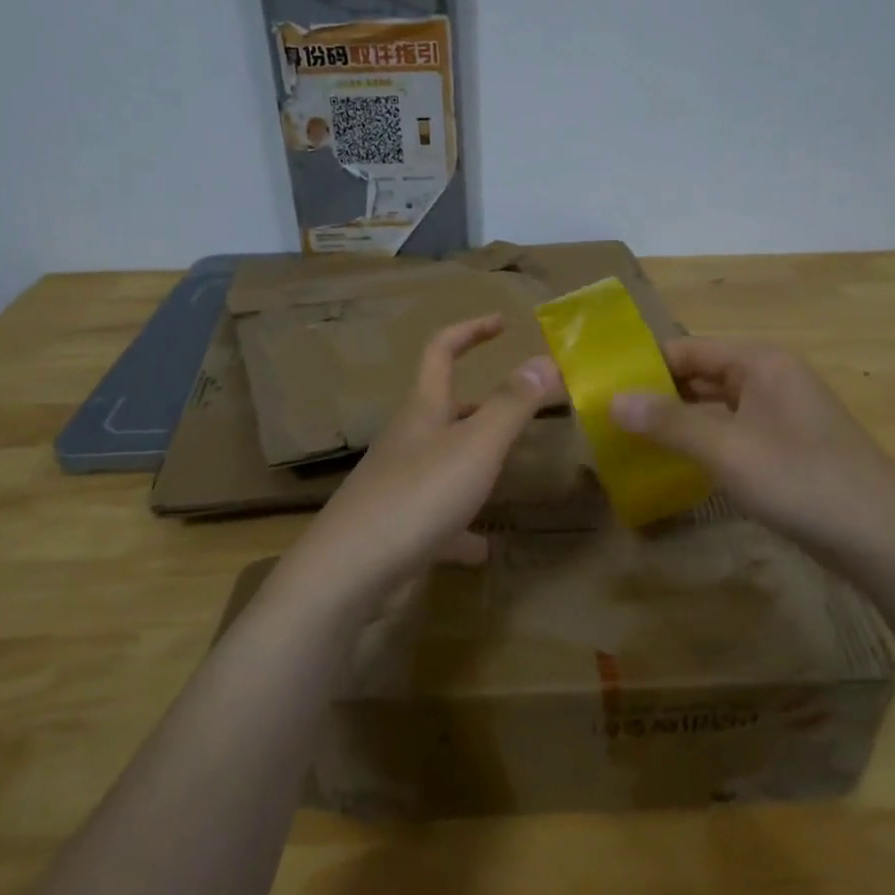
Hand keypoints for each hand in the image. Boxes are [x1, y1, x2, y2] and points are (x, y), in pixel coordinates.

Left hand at [286, 315, 561, 601]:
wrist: (349, 572)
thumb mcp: (476, 446)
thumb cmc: (418, 496)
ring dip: (475, 464)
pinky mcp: (397, 527)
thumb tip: (545, 360)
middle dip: (482, 403)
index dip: (471, 331)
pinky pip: (438, 519)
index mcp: (423, 410)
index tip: (501, 323)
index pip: (441, 351)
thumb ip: (512, 404)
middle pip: (444, 408)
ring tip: (508, 475)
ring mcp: (399, 485)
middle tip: (519, 410)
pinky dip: (462, 527)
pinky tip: (482, 549)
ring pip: (443, 462)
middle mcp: (407, 440)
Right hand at [609, 337, 894, 565]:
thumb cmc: (801, 481)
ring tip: (629, 439)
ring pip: (716, 406)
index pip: (686, 349)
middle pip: (701, 375)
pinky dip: (703, 442)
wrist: (882, 538)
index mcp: (759, 362)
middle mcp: (771, 377)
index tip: (600, 387)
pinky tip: (676, 463)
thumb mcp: (726, 449)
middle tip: (606, 417)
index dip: (643, 365)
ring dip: (678, 421)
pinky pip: (733, 432)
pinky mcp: (787, 446)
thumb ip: (668, 423)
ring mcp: (782, 413)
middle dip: (657, 394)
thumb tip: (611, 399)